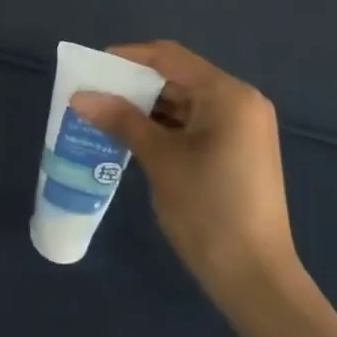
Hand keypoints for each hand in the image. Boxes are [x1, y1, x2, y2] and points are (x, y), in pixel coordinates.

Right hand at [72, 41, 295, 293]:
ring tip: (106, 114)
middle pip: (178, 77)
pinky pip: (196, 123)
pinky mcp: (239, 150)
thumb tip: (80, 96)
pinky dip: (166, 126)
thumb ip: (121, 120)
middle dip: (135, 85)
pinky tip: (133, 136)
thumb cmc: (208, 210)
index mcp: (228, 94)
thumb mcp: (160, 160)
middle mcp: (241, 101)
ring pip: (185, 101)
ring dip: (147, 107)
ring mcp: (243, 127)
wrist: (256, 279)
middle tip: (94, 93)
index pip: (169, 57)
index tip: (92, 67)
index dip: (128, 57)